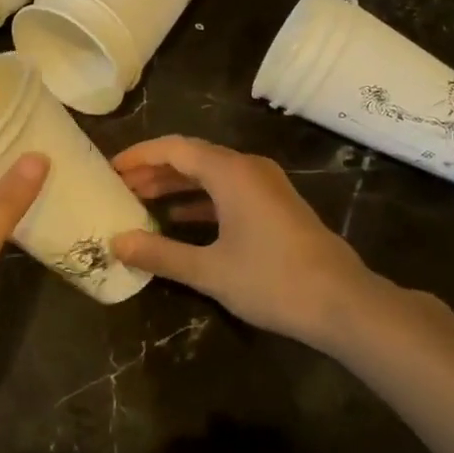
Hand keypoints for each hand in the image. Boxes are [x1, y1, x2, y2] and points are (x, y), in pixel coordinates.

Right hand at [110, 135, 394, 348]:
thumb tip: (117, 243)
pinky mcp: (275, 205)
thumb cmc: (273, 281)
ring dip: (176, 184)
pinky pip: (228, 190)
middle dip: (154, 170)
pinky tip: (180, 218)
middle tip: (119, 186)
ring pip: (211, 174)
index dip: (139, 156)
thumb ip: (160, 254)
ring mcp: (266, 186)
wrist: (343, 303)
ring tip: (141, 199)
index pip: (174, 149)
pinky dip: (200, 199)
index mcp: (231, 172)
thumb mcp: (209, 271)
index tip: (110, 169)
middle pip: (192, 157)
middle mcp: (248, 168)